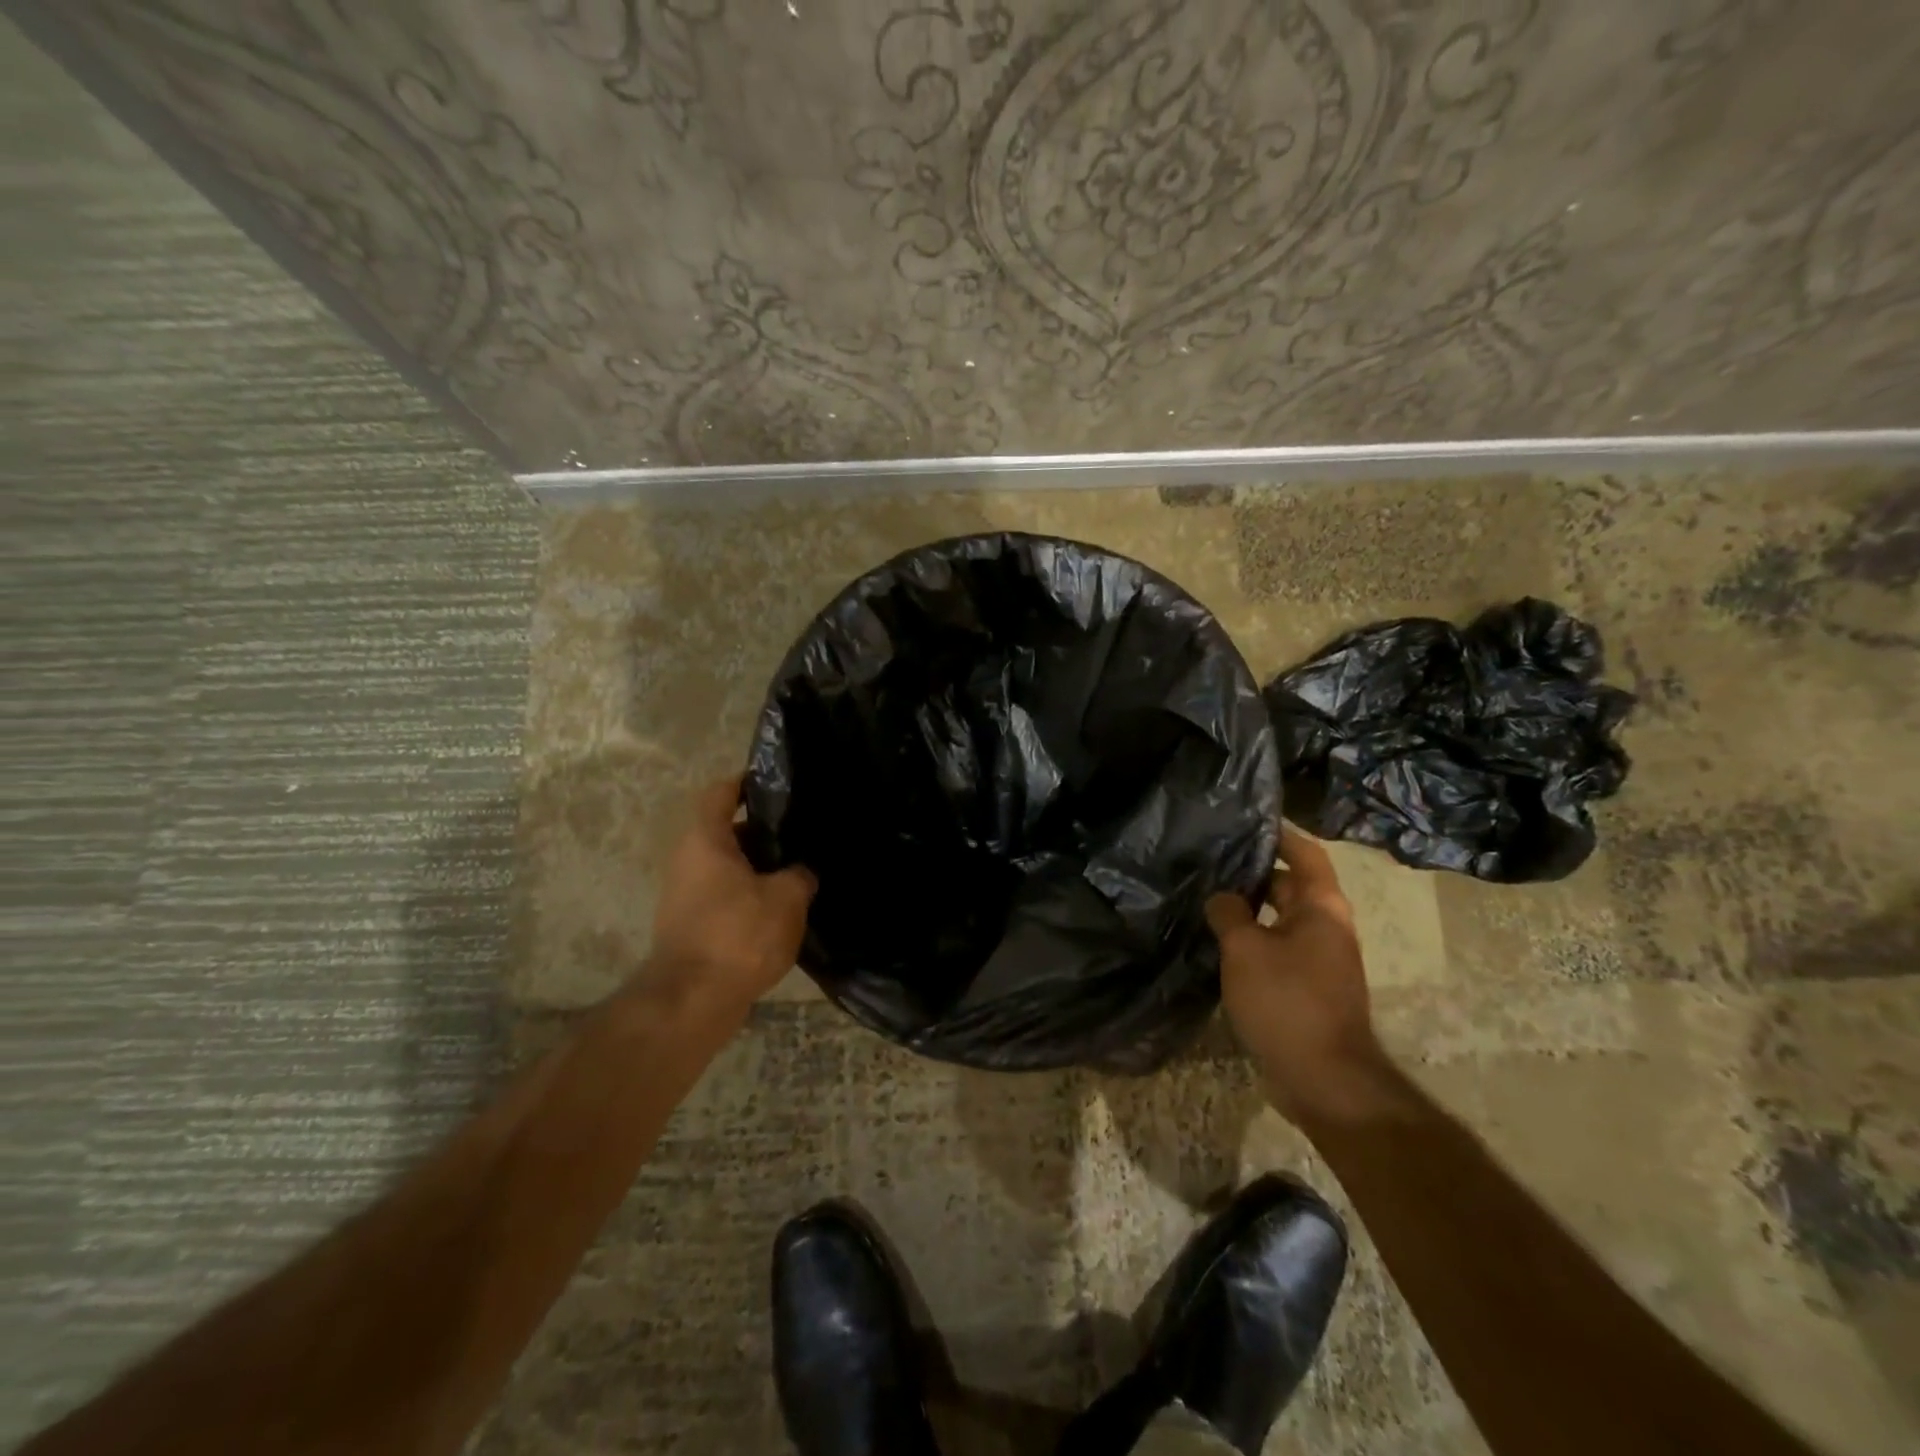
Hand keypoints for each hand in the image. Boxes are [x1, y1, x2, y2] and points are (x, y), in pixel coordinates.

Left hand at [648, 776, 816, 1017]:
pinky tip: (783, 909)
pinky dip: (751, 896)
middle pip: (728, 831)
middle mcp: (688, 860)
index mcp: (706, 839)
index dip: (747, 782)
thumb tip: (801, 872)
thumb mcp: (787, 898)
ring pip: (729, 867)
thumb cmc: (738, 935)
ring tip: (801, 871)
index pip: (721, 792)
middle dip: (765, 831)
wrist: (692, 1003)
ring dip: (761, 868)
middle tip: (803, 833)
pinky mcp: (692, 926)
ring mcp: (686, 895)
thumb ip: (800, 875)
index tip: (778, 784)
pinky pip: (726, 896)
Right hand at [1205, 825, 1395, 1127]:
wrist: (1324, 1079)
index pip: (1305, 854)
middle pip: (1291, 885)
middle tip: (1211, 861)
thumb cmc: (1287, 1001)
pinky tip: (1219, 942)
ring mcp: (1319, 960)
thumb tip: (1222, 897)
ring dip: (1249, 909)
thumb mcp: (1246, 949)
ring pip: (1280, 919)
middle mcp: (1327, 927)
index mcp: (1322, 908)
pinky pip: (1277, 949)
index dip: (1280, 834)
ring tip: (1206, 897)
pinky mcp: (1307, 988)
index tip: (1248, 820)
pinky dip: (1252, 939)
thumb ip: (1229, 913)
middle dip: (1254, 872)